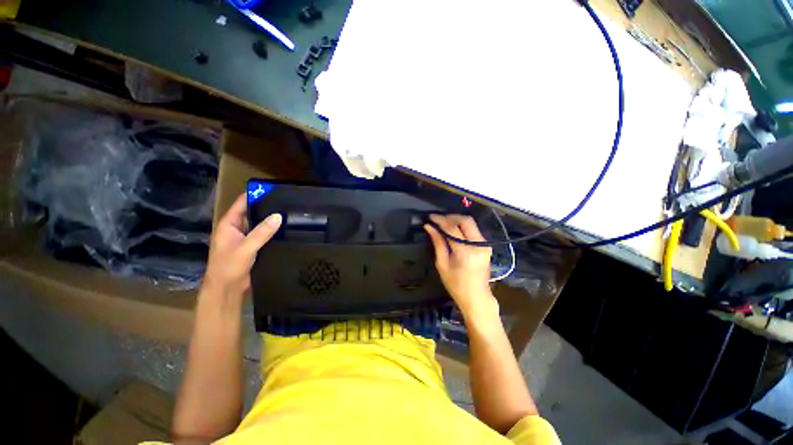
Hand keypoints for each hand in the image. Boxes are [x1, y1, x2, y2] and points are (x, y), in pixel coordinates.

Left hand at [202, 194, 281, 298]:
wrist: (226, 288)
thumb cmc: (229, 266)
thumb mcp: (246, 247)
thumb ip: (262, 232)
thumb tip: (279, 216)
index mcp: (229, 224)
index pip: (242, 203)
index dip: (255, 195)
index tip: (272, 189)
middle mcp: (236, 227)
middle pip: (252, 212)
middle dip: (266, 206)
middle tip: (285, 201)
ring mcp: (244, 237)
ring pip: (258, 223)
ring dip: (270, 219)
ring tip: (288, 212)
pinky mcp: (252, 245)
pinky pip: (263, 233)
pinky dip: (271, 230)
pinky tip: (284, 228)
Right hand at [424, 214, 496, 316]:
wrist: (477, 297)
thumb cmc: (456, 285)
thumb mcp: (442, 265)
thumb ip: (437, 243)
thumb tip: (429, 227)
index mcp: (466, 252)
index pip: (452, 228)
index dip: (440, 220)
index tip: (430, 216)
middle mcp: (478, 245)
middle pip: (465, 220)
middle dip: (450, 217)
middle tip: (438, 219)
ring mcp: (485, 244)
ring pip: (471, 223)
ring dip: (456, 220)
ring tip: (443, 223)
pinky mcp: (486, 245)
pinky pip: (473, 229)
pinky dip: (462, 226)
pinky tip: (453, 230)